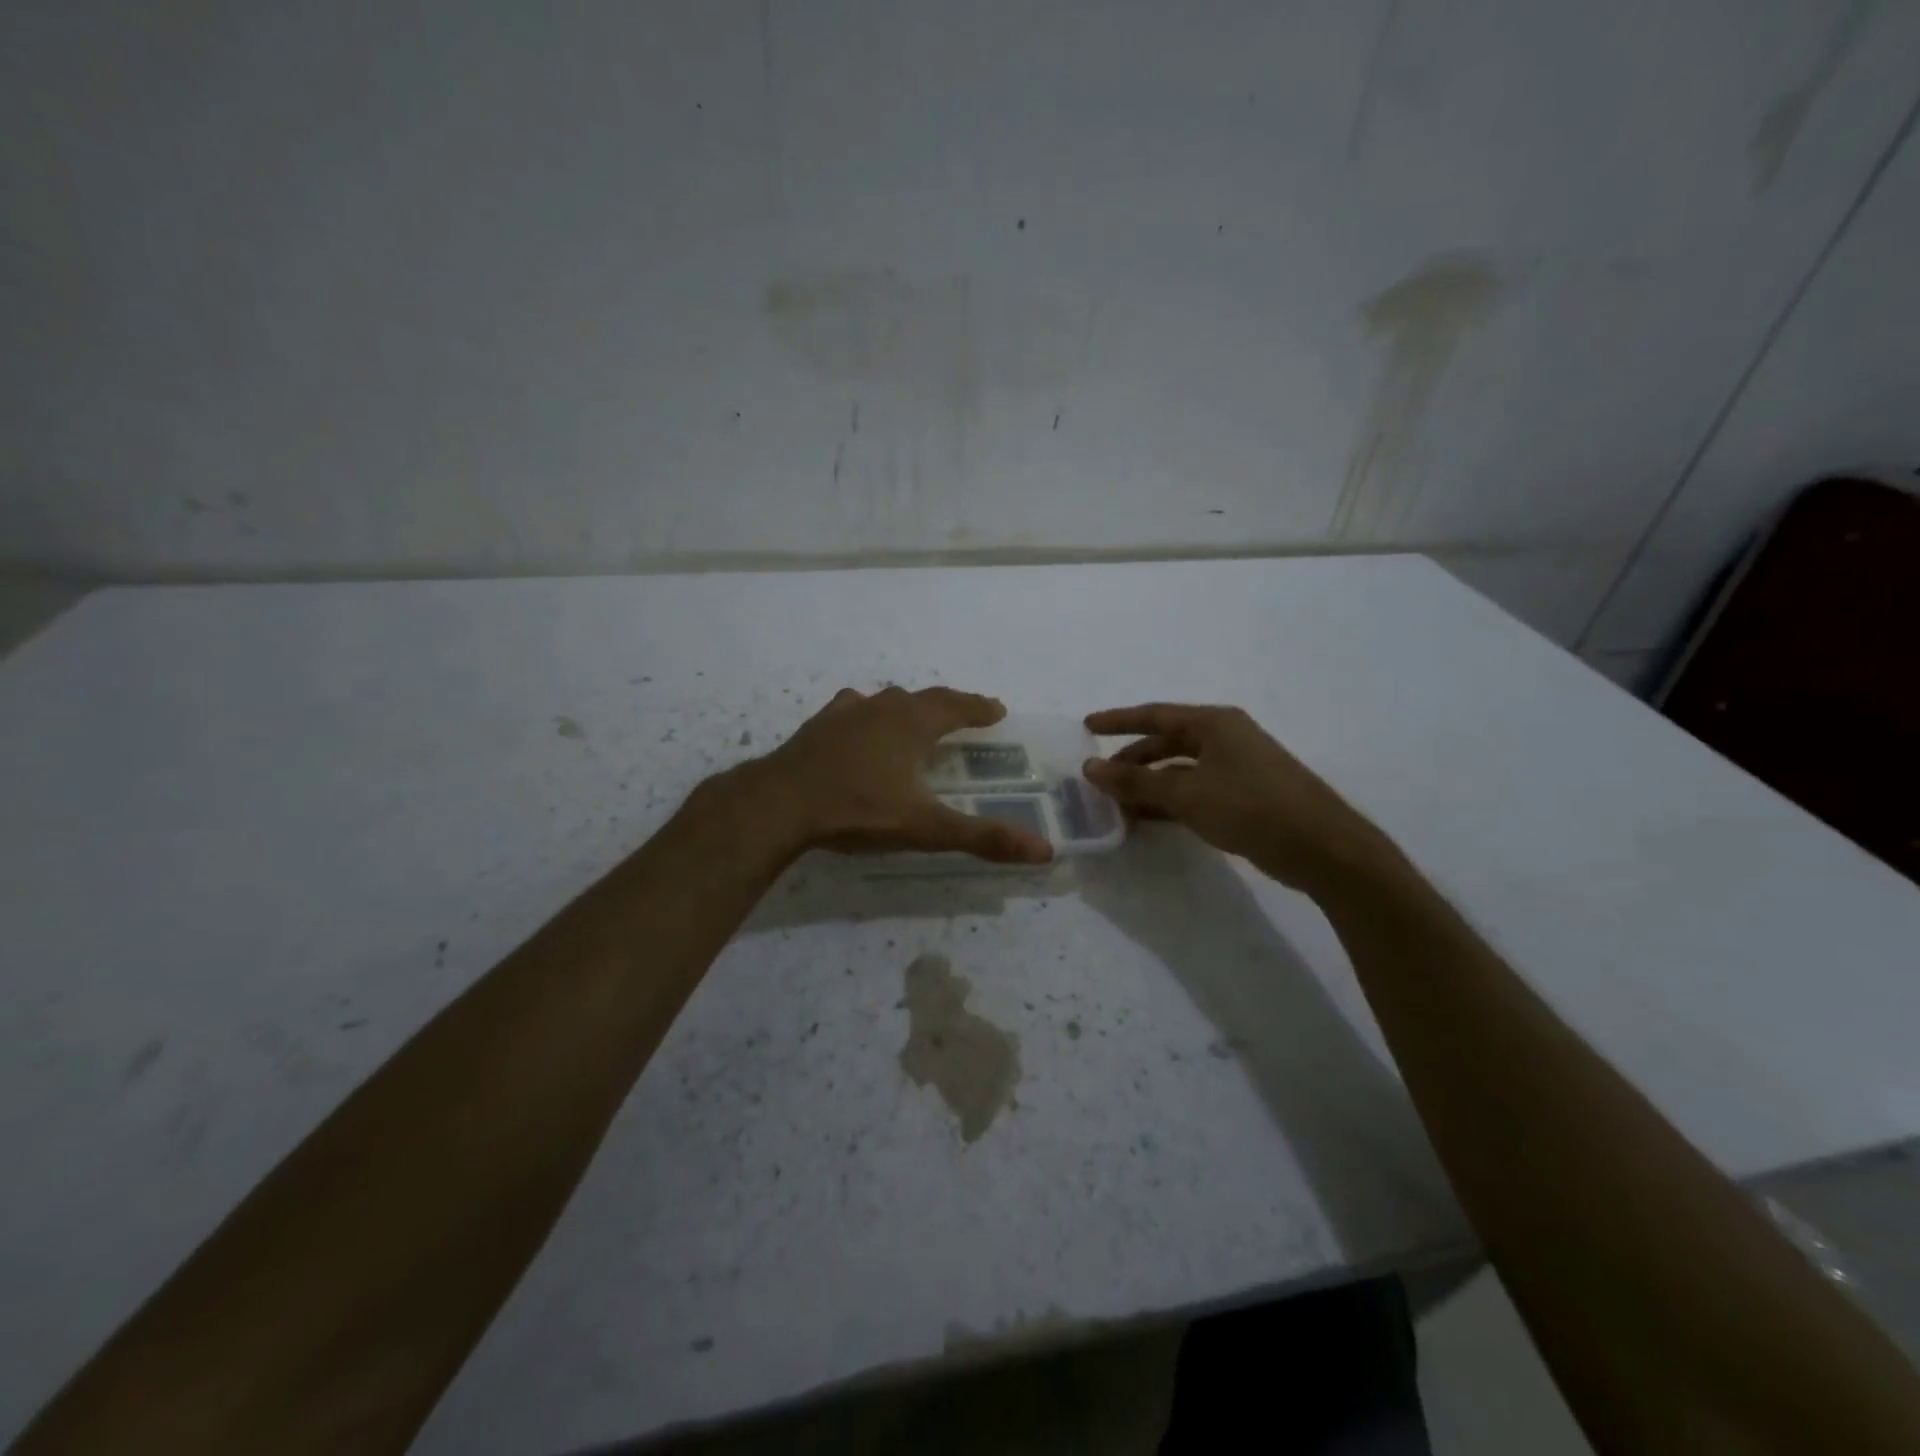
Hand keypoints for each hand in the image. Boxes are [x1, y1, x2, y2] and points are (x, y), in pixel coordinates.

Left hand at [750, 686, 1054, 863]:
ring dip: (909, 706)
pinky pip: (853, 709)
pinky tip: (860, 722)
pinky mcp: (819, 725)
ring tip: (917, 717)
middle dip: (950, 704)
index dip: (979, 707)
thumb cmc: (858, 810)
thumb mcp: (925, 828)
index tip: (997, 709)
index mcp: (913, 724)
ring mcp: (847, 712)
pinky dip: (867, 713)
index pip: (956, 706)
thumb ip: (982, 837)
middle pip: (925, 698)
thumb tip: (1043, 851)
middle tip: (966, 712)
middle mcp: (883, 707)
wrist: (781, 803)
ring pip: (887, 699)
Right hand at [1083, 703, 1398, 894]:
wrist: (1322, 848)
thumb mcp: (1187, 794)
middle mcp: (1225, 738)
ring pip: (1179, 771)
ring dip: (1148, 787)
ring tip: (1117, 807)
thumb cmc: (1252, 808)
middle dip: (1131, 762)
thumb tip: (1090, 769)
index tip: (1086, 727)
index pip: (1154, 715)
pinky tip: (1148, 820)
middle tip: (1100, 782)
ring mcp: (1237, 768)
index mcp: (1214, 723)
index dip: (1118, 720)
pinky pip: (1194, 792)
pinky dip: (1169, 803)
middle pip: (1166, 743)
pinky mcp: (1244, 796)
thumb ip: (1136, 782)